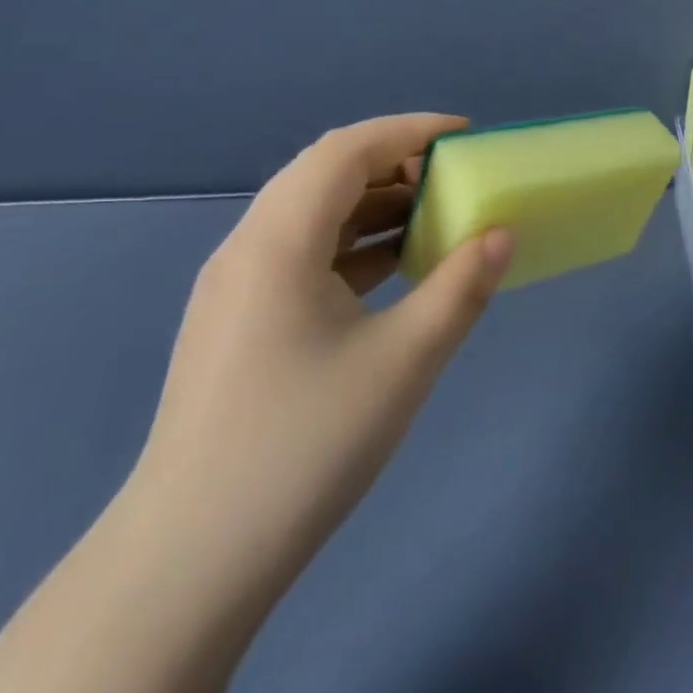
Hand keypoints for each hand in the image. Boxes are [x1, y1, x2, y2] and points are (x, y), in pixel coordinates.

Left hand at [129, 114, 513, 595]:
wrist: (190, 562)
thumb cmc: (304, 446)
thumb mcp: (404, 360)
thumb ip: (461, 287)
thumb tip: (502, 233)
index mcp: (277, 243)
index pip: (346, 150)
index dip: (409, 130)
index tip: (467, 136)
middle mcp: (247, 250)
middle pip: (324, 174)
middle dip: (395, 163)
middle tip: (456, 178)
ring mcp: (235, 289)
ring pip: (312, 216)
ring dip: (375, 205)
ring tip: (436, 219)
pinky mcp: (238, 324)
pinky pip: (303, 255)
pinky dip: (354, 245)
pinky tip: (394, 271)